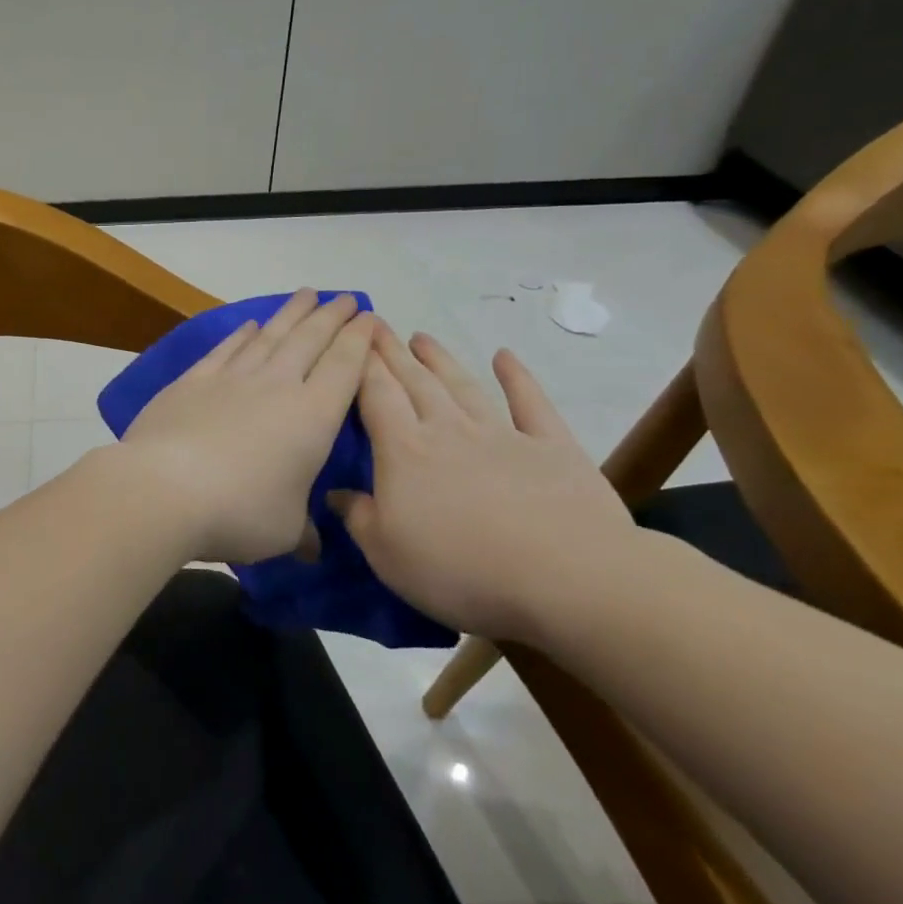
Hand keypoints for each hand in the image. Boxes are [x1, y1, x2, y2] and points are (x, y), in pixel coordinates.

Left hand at [119, 290, 375, 564]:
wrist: (165, 489)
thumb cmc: (239, 512)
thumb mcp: (284, 531)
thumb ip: (303, 533)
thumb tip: (313, 549)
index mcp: (312, 416)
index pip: (344, 367)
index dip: (359, 340)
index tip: (369, 319)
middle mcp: (276, 386)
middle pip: (310, 340)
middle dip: (331, 316)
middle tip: (344, 297)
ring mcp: (231, 378)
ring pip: (269, 336)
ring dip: (290, 314)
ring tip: (305, 295)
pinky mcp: (192, 381)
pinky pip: (226, 349)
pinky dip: (241, 334)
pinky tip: (249, 325)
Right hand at [329, 327, 635, 641]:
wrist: (568, 577)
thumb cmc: (461, 569)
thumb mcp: (387, 554)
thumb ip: (358, 517)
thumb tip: (335, 492)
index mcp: (404, 452)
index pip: (376, 397)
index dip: (361, 366)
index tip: (351, 338)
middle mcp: (448, 430)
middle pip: (414, 382)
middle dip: (393, 353)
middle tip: (378, 326)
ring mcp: (502, 434)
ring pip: (462, 386)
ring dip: (440, 359)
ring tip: (421, 337)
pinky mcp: (552, 447)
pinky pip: (530, 403)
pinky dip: (517, 377)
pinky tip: (505, 357)